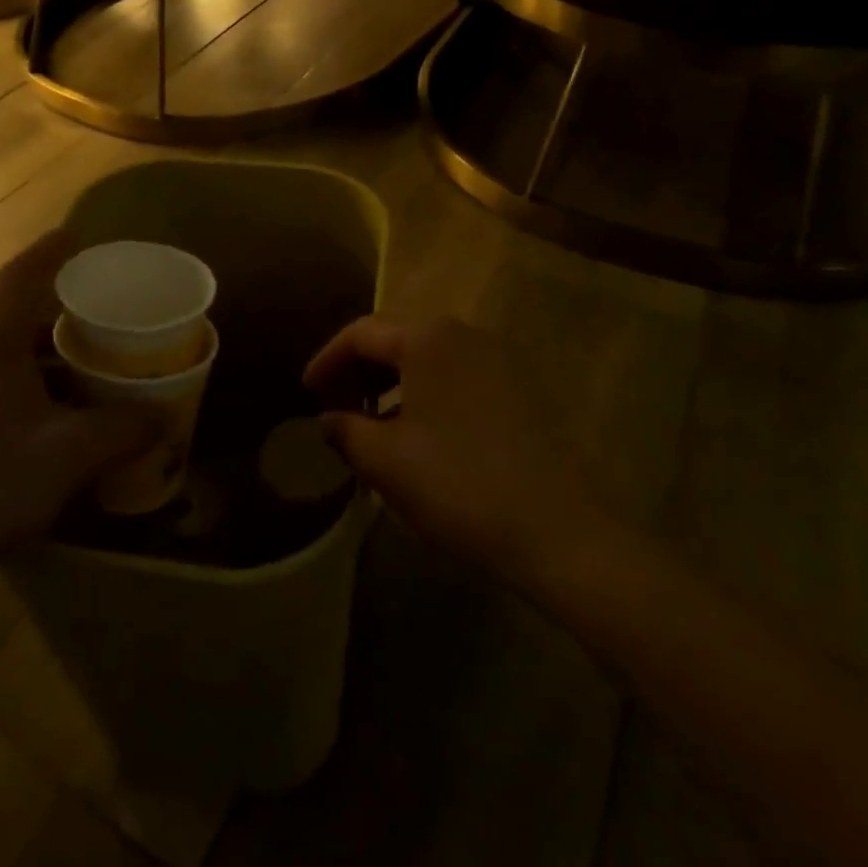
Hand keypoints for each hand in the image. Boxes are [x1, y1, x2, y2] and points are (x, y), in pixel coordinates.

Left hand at [0, 231, 157, 577]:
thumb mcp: (70, 453)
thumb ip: (123, 429)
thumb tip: (165, 416)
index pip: (18, 280)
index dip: (48, 251)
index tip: (78, 235)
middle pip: (23, 320)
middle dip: (67, 310)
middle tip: (112, 310)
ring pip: (22, 363)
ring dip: (61, 359)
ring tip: (106, 364)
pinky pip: (19, 400)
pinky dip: (52, 398)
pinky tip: (80, 424)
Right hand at [304, 315, 607, 584]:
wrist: (560, 532)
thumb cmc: (460, 487)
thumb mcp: (387, 462)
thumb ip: (346, 431)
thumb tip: (329, 419)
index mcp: (427, 339)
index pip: (361, 334)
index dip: (327, 360)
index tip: (307, 393)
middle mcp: (463, 333)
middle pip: (395, 338)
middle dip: (359, 370)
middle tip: (335, 407)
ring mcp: (497, 358)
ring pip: (427, 357)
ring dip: (392, 383)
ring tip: (372, 423)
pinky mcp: (520, 386)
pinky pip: (456, 374)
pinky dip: (426, 392)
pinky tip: (418, 433)